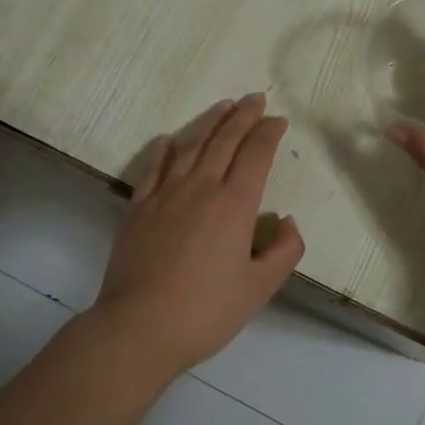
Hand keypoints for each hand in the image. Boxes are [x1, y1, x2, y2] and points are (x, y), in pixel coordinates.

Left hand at [92, 94, 305, 377]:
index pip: (256, 154)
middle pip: (224, 140)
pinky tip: (170, 140)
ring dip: (209, 122)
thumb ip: (284, 252)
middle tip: (254, 98)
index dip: (268, 133)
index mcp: (235, 204)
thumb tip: (286, 221)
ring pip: (191, 145)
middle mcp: (201, 187)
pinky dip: (166, 148)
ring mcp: (165, 194)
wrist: (139, 327)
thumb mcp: (259, 288)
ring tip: (222, 106)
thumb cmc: (206, 311)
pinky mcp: (138, 207)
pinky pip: (154, 167)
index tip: (277, 120)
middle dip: (243, 115)